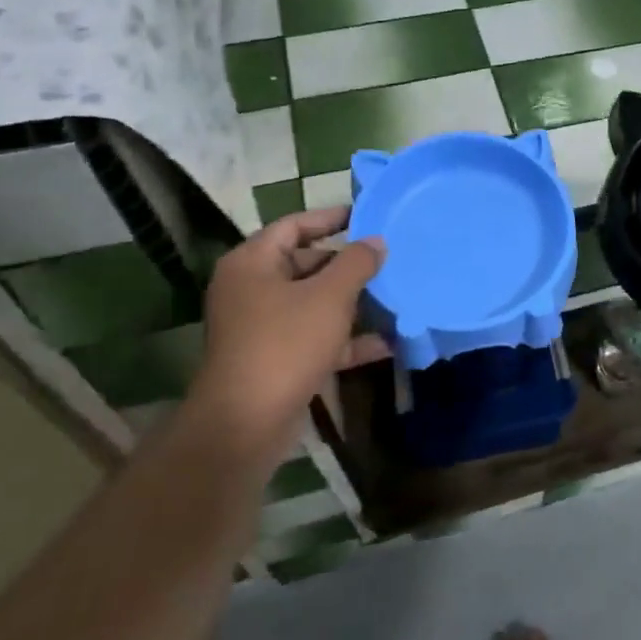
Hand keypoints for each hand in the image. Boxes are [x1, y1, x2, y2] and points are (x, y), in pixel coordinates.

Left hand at [184, 208, 388, 454]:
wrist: (247, 422)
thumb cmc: (285, 344)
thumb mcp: (329, 296)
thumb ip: (357, 263)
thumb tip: (376, 241)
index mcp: (252, 263)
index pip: (293, 226)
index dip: (330, 218)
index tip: (366, 216)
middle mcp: (252, 290)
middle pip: (305, 264)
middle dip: (348, 265)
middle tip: (388, 260)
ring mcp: (262, 327)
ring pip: (314, 304)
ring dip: (353, 303)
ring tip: (394, 296)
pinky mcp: (276, 359)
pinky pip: (316, 338)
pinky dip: (347, 339)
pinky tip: (387, 344)